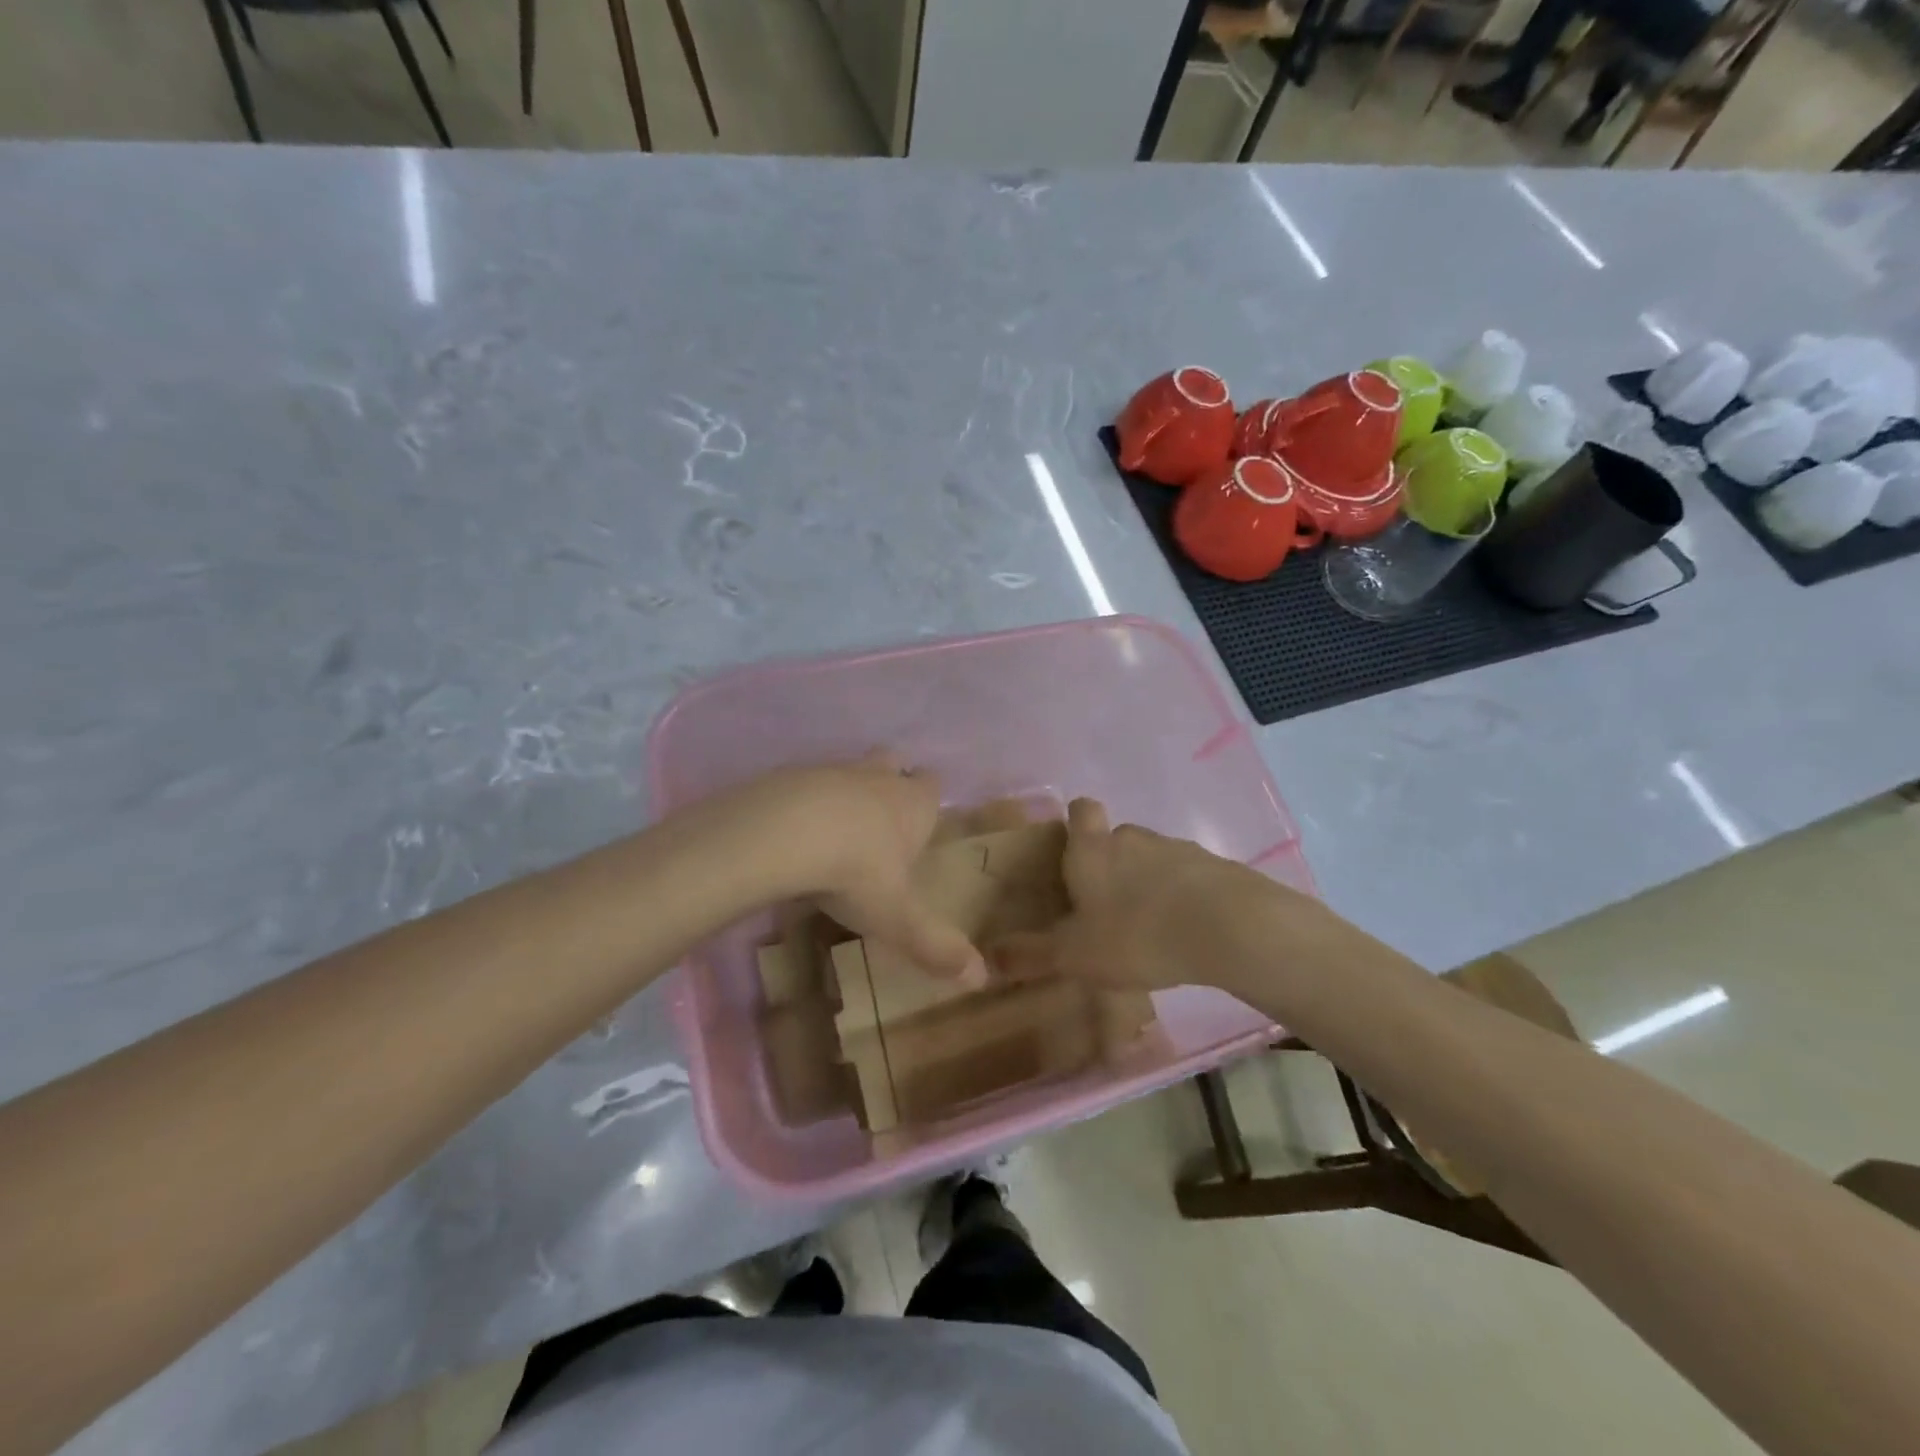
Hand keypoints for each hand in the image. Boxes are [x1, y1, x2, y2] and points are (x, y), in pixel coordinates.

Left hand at [710, 754, 985, 984]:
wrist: (782, 833)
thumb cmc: (857, 872)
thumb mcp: (898, 918)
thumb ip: (937, 947)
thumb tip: (982, 979)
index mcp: (911, 804)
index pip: (932, 784)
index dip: (929, 798)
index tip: (921, 821)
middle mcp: (875, 777)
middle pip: (891, 762)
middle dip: (889, 780)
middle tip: (880, 818)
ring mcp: (829, 770)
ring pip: (845, 770)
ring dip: (842, 793)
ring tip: (830, 832)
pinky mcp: (785, 774)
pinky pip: (800, 784)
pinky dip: (800, 802)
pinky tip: (788, 833)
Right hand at [988, 798, 1313, 993]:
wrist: (1229, 927)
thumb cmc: (1137, 933)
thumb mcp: (1076, 954)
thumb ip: (1032, 955)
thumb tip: (987, 957)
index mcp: (1093, 848)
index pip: (1080, 810)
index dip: (1075, 822)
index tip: (1071, 850)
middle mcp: (1132, 837)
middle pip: (1115, 838)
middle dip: (1108, 864)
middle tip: (1103, 906)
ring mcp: (1176, 848)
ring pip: (1150, 858)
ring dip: (1145, 882)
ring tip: (1146, 926)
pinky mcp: (1213, 867)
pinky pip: (1186, 876)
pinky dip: (1180, 896)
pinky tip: (1183, 932)